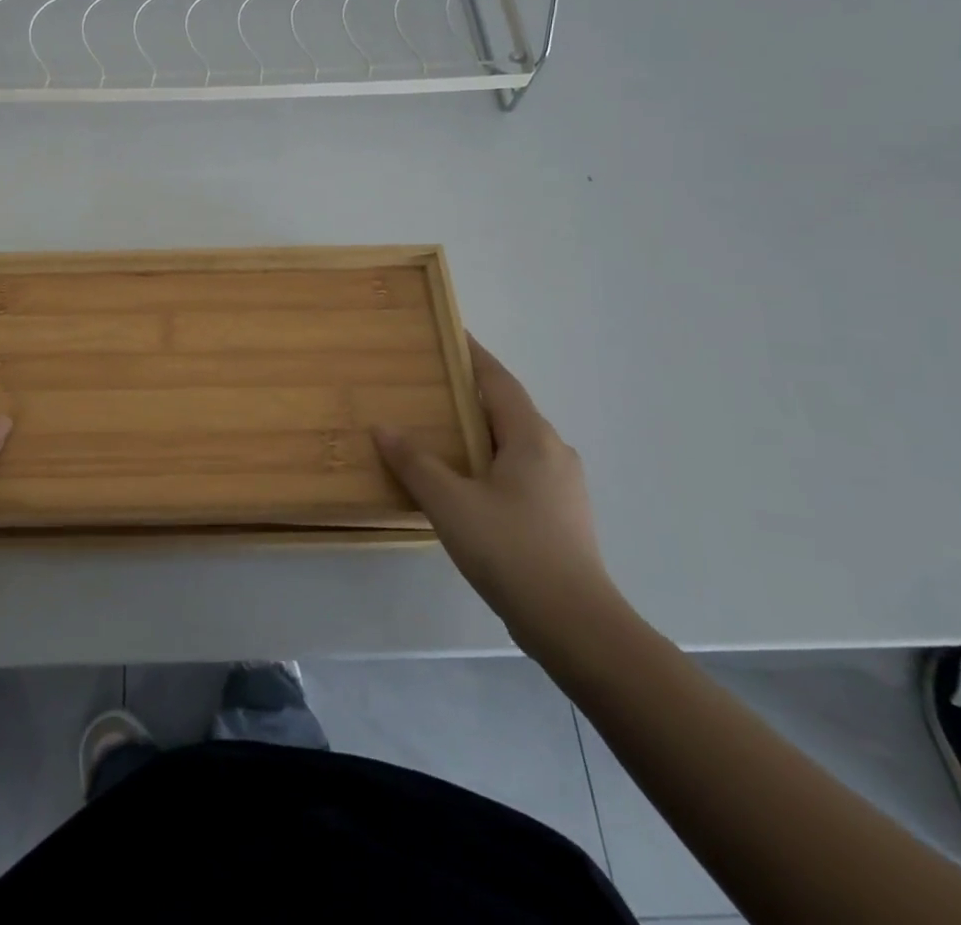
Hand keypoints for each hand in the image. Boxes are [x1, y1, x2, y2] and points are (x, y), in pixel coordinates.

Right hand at [374, 335, 622, 648]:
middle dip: (472, 394)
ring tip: (442, 433)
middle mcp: (553, 452)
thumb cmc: (512, 550)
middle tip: (431, 386)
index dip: (474, 355)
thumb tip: (383, 427)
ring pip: (515, 443)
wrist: (577, 626)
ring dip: (481, 432)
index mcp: (531, 438)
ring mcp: (563, 486)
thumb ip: (415, 462)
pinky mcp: (561, 516)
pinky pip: (520, 471)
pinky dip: (490, 462)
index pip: (498, 381)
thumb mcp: (451, 503)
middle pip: (508, 409)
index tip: (451, 334)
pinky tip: (466, 484)